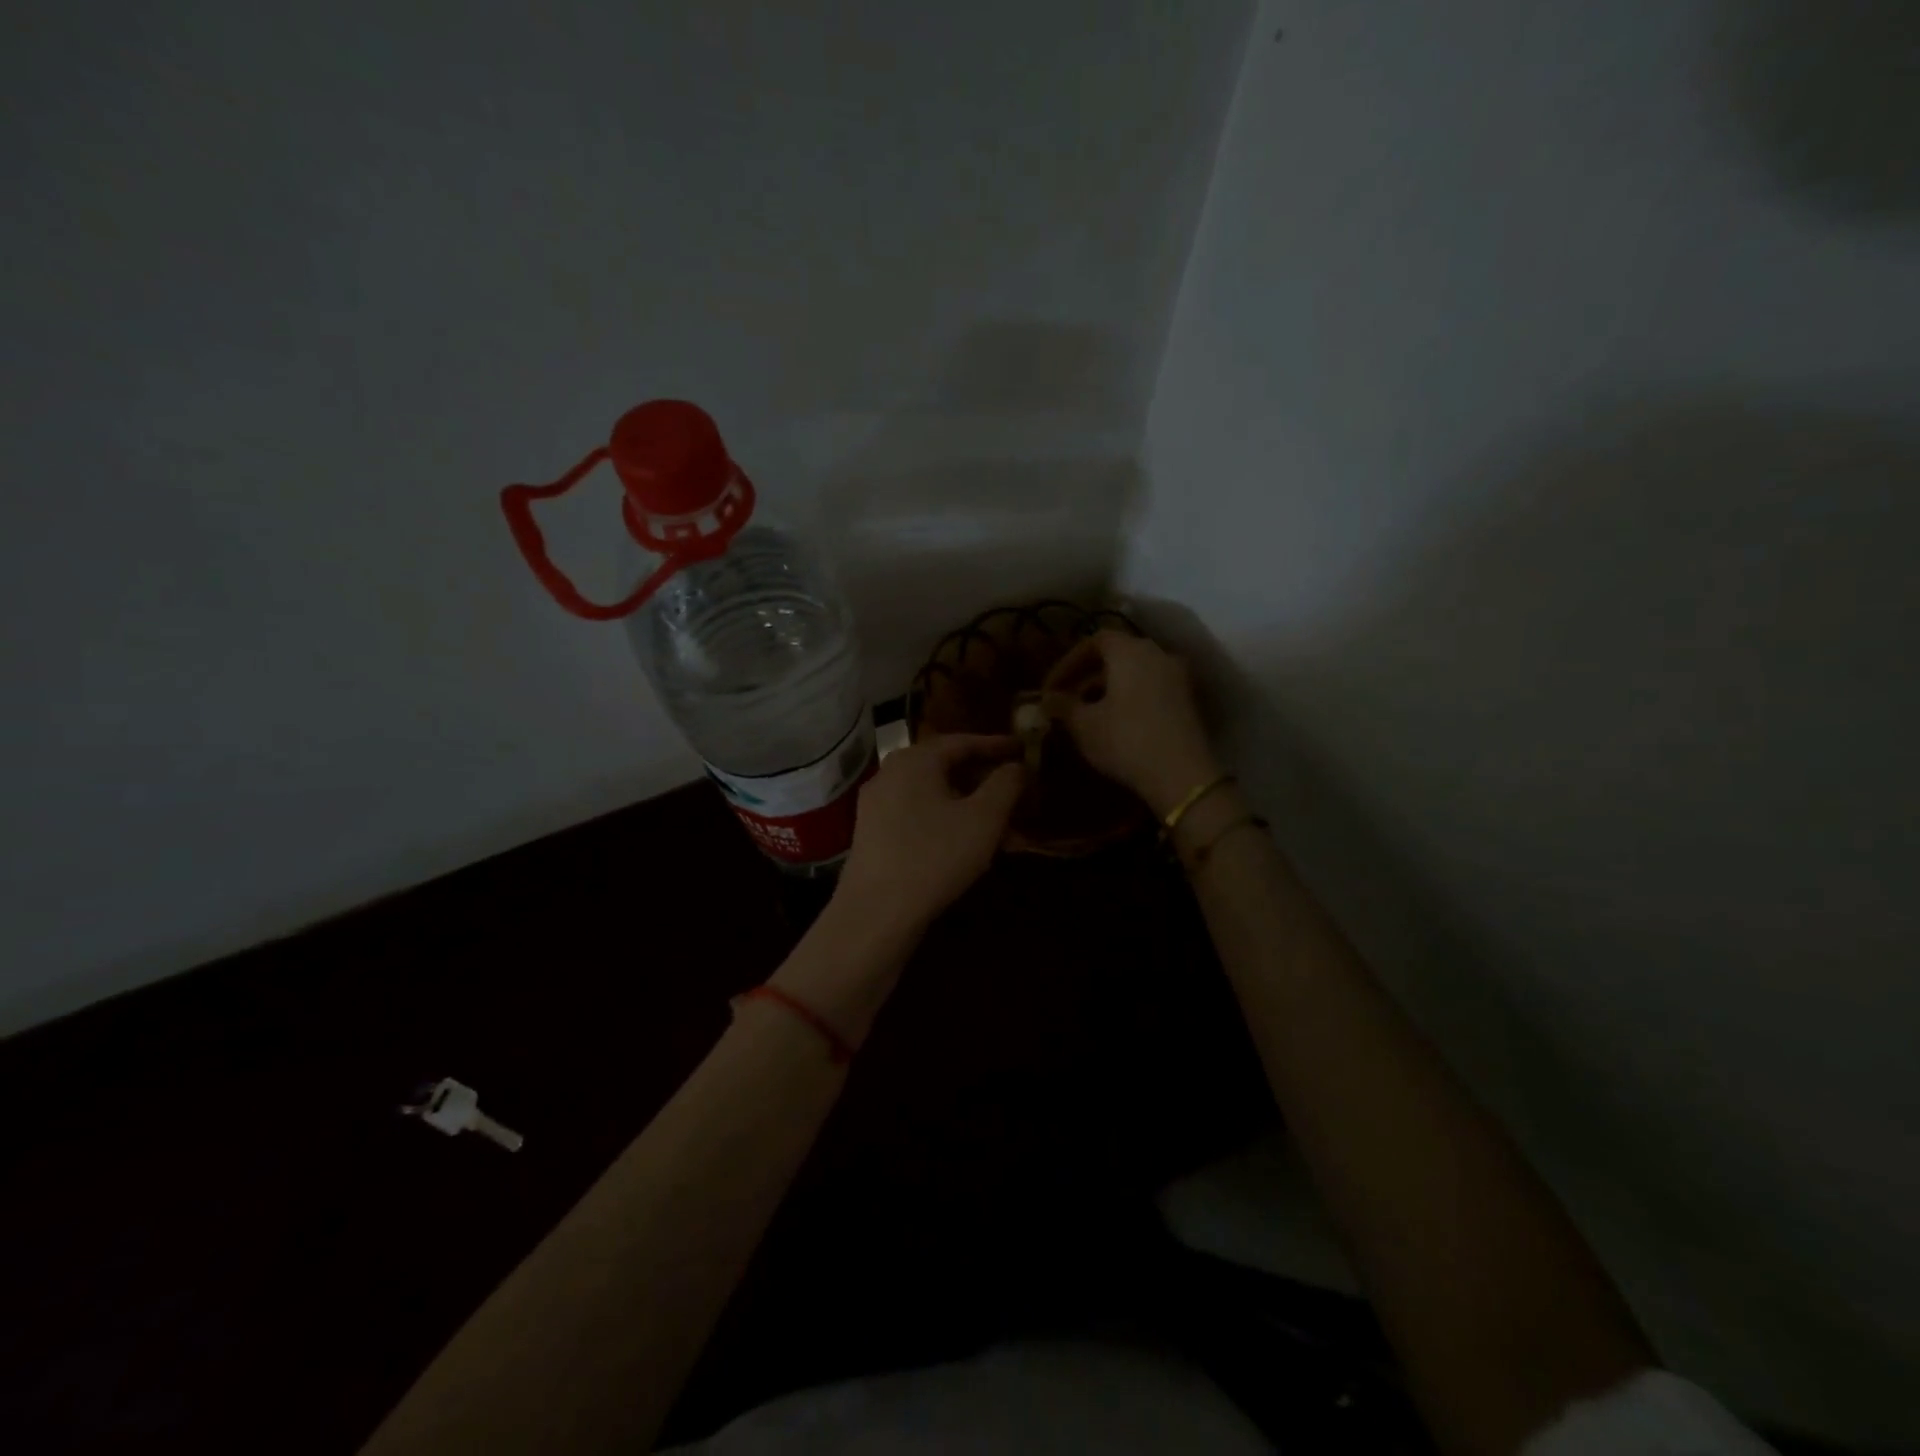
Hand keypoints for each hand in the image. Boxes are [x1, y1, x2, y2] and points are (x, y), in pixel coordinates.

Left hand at [835, 734, 1025, 934]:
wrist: (875, 912)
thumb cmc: (934, 856)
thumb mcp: (983, 819)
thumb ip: (1005, 785)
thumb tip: (1016, 766)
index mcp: (915, 760)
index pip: (962, 741)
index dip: (997, 745)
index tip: (1023, 749)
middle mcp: (890, 774)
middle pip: (946, 767)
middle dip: (984, 780)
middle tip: (1015, 790)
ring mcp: (877, 805)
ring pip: (934, 795)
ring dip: (969, 806)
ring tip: (1001, 826)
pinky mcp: (873, 835)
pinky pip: (918, 816)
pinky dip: (947, 822)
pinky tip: (969, 846)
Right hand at [1044, 631, 1220, 817]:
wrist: (1182, 776)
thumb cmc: (1125, 741)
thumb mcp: (1084, 725)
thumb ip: (1063, 706)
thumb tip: (1048, 698)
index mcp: (1130, 651)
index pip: (1094, 641)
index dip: (1069, 662)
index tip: (1051, 687)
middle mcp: (1158, 654)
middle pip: (1117, 655)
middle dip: (1088, 676)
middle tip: (1067, 701)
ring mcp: (1178, 677)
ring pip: (1135, 673)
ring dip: (1108, 689)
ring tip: (1087, 715)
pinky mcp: (1188, 701)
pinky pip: (1151, 688)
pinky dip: (1129, 698)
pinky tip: (1115, 724)